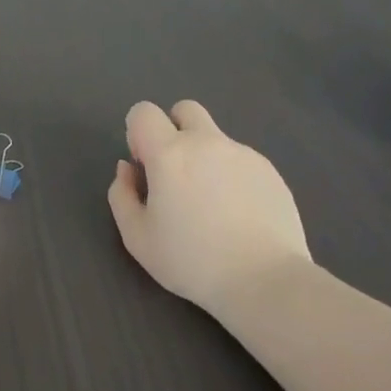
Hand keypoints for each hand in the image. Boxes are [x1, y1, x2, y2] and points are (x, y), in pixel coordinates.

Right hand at [107, 100, 311, 317]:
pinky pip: (241, 160)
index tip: (146, 167)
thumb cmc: (192, 261)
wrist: (264, 281)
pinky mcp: (269, 170)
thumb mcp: (137, 238)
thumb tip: (128, 169)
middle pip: (184, 110)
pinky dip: (232, 177)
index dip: (138, 134)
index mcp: (169, 153)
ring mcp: (242, 153)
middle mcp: (206, 142)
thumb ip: (121, 195)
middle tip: (177, 174)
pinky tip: (240, 215)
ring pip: (215, 138)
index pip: (143, 112)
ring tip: (213, 205)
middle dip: (174, 131)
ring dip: (205, 158)